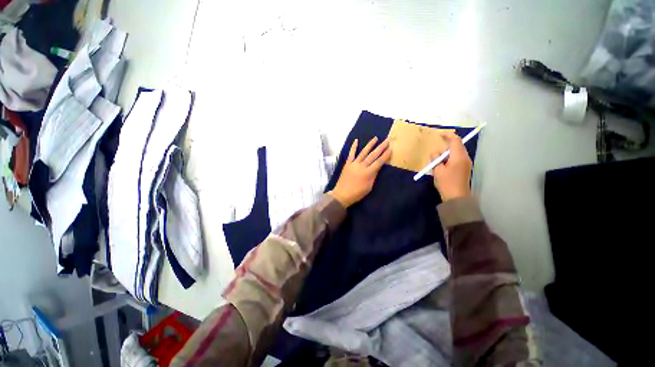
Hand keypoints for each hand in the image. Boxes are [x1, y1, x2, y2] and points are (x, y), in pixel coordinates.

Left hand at [330, 137, 390, 207]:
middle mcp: (361, 166)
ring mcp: (353, 164)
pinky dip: (353, 147)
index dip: (385, 156)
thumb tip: (377, 168)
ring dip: (370, 145)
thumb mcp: (369, 187)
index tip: (390, 149)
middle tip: (387, 141)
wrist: (342, 194)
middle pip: (372, 155)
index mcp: (368, 173)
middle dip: (380, 148)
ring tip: (375, 138)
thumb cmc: (357, 193)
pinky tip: (356, 140)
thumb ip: (373, 176)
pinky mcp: (347, 164)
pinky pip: (351, 154)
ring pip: (363, 152)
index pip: (379, 162)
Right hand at [432, 132, 471, 200]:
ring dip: (446, 154)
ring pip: (456, 153)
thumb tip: (435, 154)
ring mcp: (466, 164)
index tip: (439, 135)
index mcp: (458, 156)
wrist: (457, 198)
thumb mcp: (437, 170)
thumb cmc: (446, 183)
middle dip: (445, 146)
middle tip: (435, 152)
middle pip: (456, 146)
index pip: (455, 140)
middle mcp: (464, 158)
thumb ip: (435, 159)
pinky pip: (456, 159)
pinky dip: (449, 159)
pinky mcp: (464, 169)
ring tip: (436, 162)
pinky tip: (442, 166)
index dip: (447, 135)